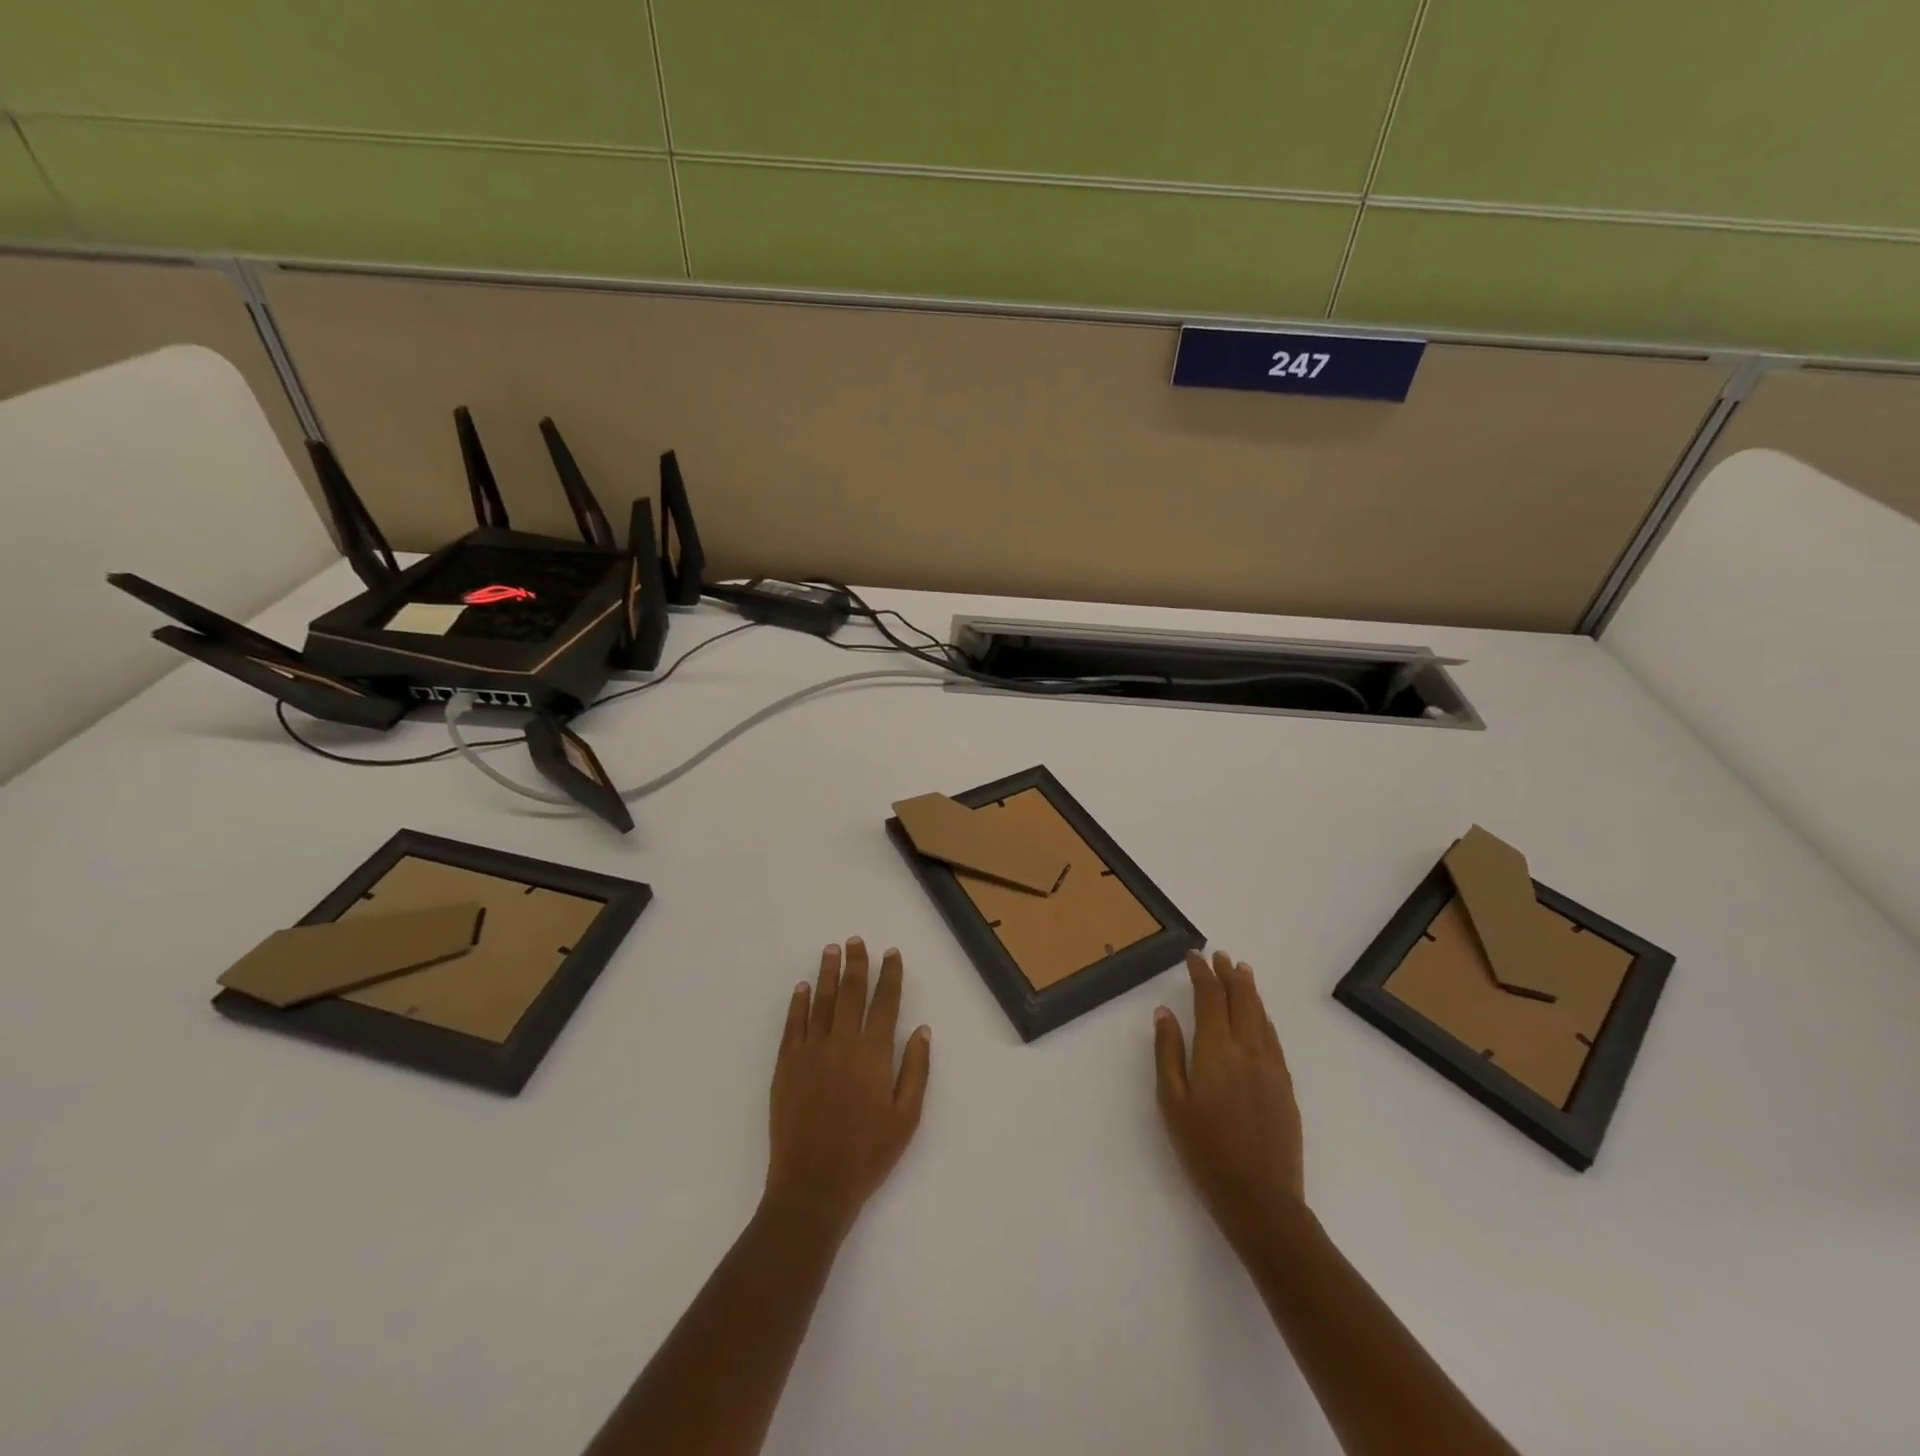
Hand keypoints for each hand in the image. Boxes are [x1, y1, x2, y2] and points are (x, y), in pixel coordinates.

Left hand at [765, 938, 930, 1236]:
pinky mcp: (786, 1066)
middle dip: (856, 964)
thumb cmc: (867, 1155)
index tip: (891, 954)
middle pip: (851, 992)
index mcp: (874, 1054)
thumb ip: (916, 1070)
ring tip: (831, 950)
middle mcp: (842, 1042)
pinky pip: (793, 1025)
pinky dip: (799, 1003)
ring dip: (827, 973)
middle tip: (856, 941)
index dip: (890, 975)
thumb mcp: (906, 1118)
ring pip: (821, 1001)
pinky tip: (803, 988)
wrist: (813, 1186)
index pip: (885, 1002)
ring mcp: (811, 1051)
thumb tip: (922, 1030)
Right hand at [1154, 950, 1305, 1248]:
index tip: (1193, 956)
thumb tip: (1164, 1012)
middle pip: (1240, 1000)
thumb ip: (1168, 1052)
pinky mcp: (1285, 1087)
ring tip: (1242, 972)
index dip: (1201, 973)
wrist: (1261, 1200)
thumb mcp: (1172, 1102)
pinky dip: (1264, 1018)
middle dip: (1229, 975)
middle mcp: (1248, 1050)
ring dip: (1250, 991)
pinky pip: (1274, 1039)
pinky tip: (1261, 1017)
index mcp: (1216, 1050)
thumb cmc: (1204, 1151)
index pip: (1210, 997)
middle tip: (1221, 956)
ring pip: (1261, 1016)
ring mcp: (1271, 1068)